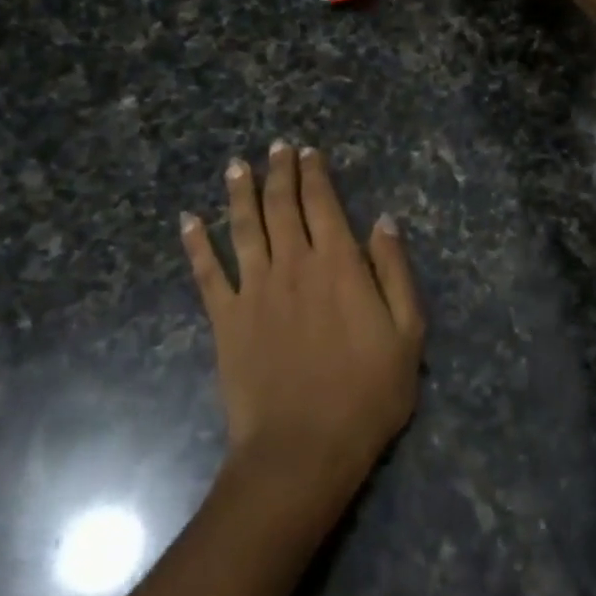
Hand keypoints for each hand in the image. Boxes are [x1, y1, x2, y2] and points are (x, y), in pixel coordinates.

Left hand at [181, 142, 423, 497]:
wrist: (303, 447)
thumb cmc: (367, 394)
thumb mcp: (407, 333)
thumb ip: (394, 271)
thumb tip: (383, 220)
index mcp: (338, 264)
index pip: (323, 204)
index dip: (315, 174)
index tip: (308, 151)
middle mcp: (293, 264)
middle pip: (282, 206)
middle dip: (279, 172)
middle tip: (275, 148)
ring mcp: (254, 290)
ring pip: (244, 227)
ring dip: (239, 193)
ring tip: (236, 166)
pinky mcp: (226, 318)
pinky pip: (207, 272)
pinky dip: (196, 244)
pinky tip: (188, 221)